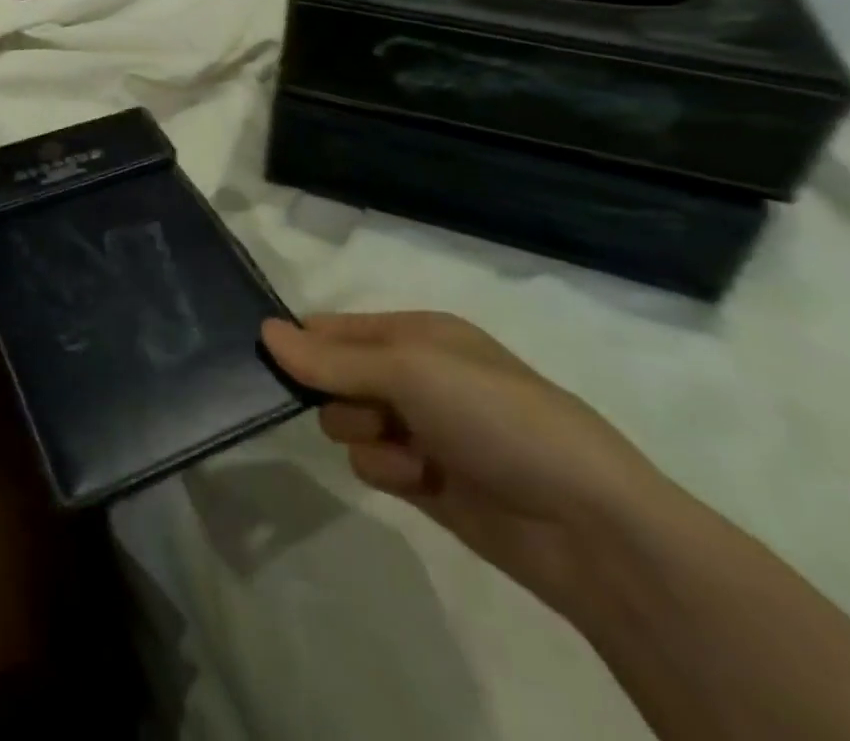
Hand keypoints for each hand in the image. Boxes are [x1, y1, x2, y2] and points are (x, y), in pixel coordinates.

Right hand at [262, 312, 675, 612]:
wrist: (586, 523)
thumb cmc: (494, 416)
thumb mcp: (409, 370)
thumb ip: (331, 359)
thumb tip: (263, 330)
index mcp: (416, 332)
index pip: (335, 327)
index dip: (306, 343)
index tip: (275, 362)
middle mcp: (415, 374)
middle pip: (335, 377)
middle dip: (341, 396)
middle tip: (371, 410)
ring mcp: (421, 428)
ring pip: (348, 425)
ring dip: (367, 439)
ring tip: (408, 454)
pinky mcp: (426, 481)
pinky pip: (373, 467)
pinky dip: (389, 474)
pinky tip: (422, 483)